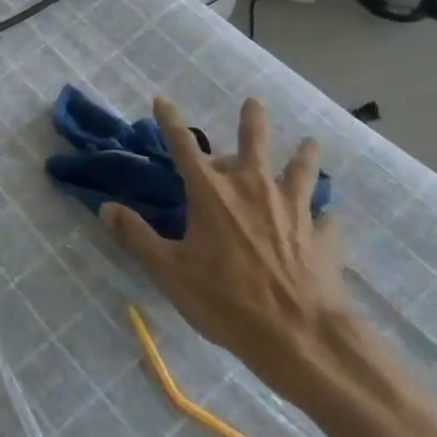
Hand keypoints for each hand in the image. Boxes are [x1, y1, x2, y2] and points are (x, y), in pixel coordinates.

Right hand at [103, 96, 351, 403]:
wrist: (299, 337)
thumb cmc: (225, 301)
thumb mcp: (169, 271)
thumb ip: (137, 237)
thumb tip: (106, 208)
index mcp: (212, 193)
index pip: (184, 146)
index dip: (171, 122)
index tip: (162, 100)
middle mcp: (253, 189)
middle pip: (254, 143)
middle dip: (252, 121)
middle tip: (254, 102)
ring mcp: (293, 211)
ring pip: (301, 171)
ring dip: (304, 156)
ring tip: (310, 142)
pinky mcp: (322, 238)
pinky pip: (327, 221)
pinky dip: (326, 217)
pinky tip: (329, 219)